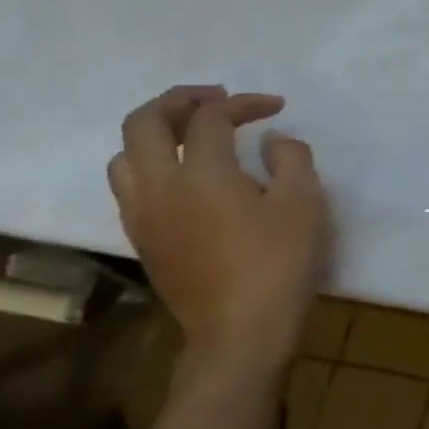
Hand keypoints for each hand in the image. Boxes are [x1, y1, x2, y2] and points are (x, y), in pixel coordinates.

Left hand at [108, 86, 328, 381]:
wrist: (240, 329)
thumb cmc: (278, 262)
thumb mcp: (304, 203)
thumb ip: (291, 160)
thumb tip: (273, 141)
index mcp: (201, 173)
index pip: (210, 118)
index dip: (243, 104)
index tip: (274, 107)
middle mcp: (158, 186)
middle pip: (144, 123)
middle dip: (178, 101)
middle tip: (215, 98)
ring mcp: (142, 214)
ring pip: (124, 155)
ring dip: (155, 132)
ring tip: (190, 134)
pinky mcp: (142, 238)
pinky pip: (130, 185)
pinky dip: (151, 163)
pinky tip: (184, 176)